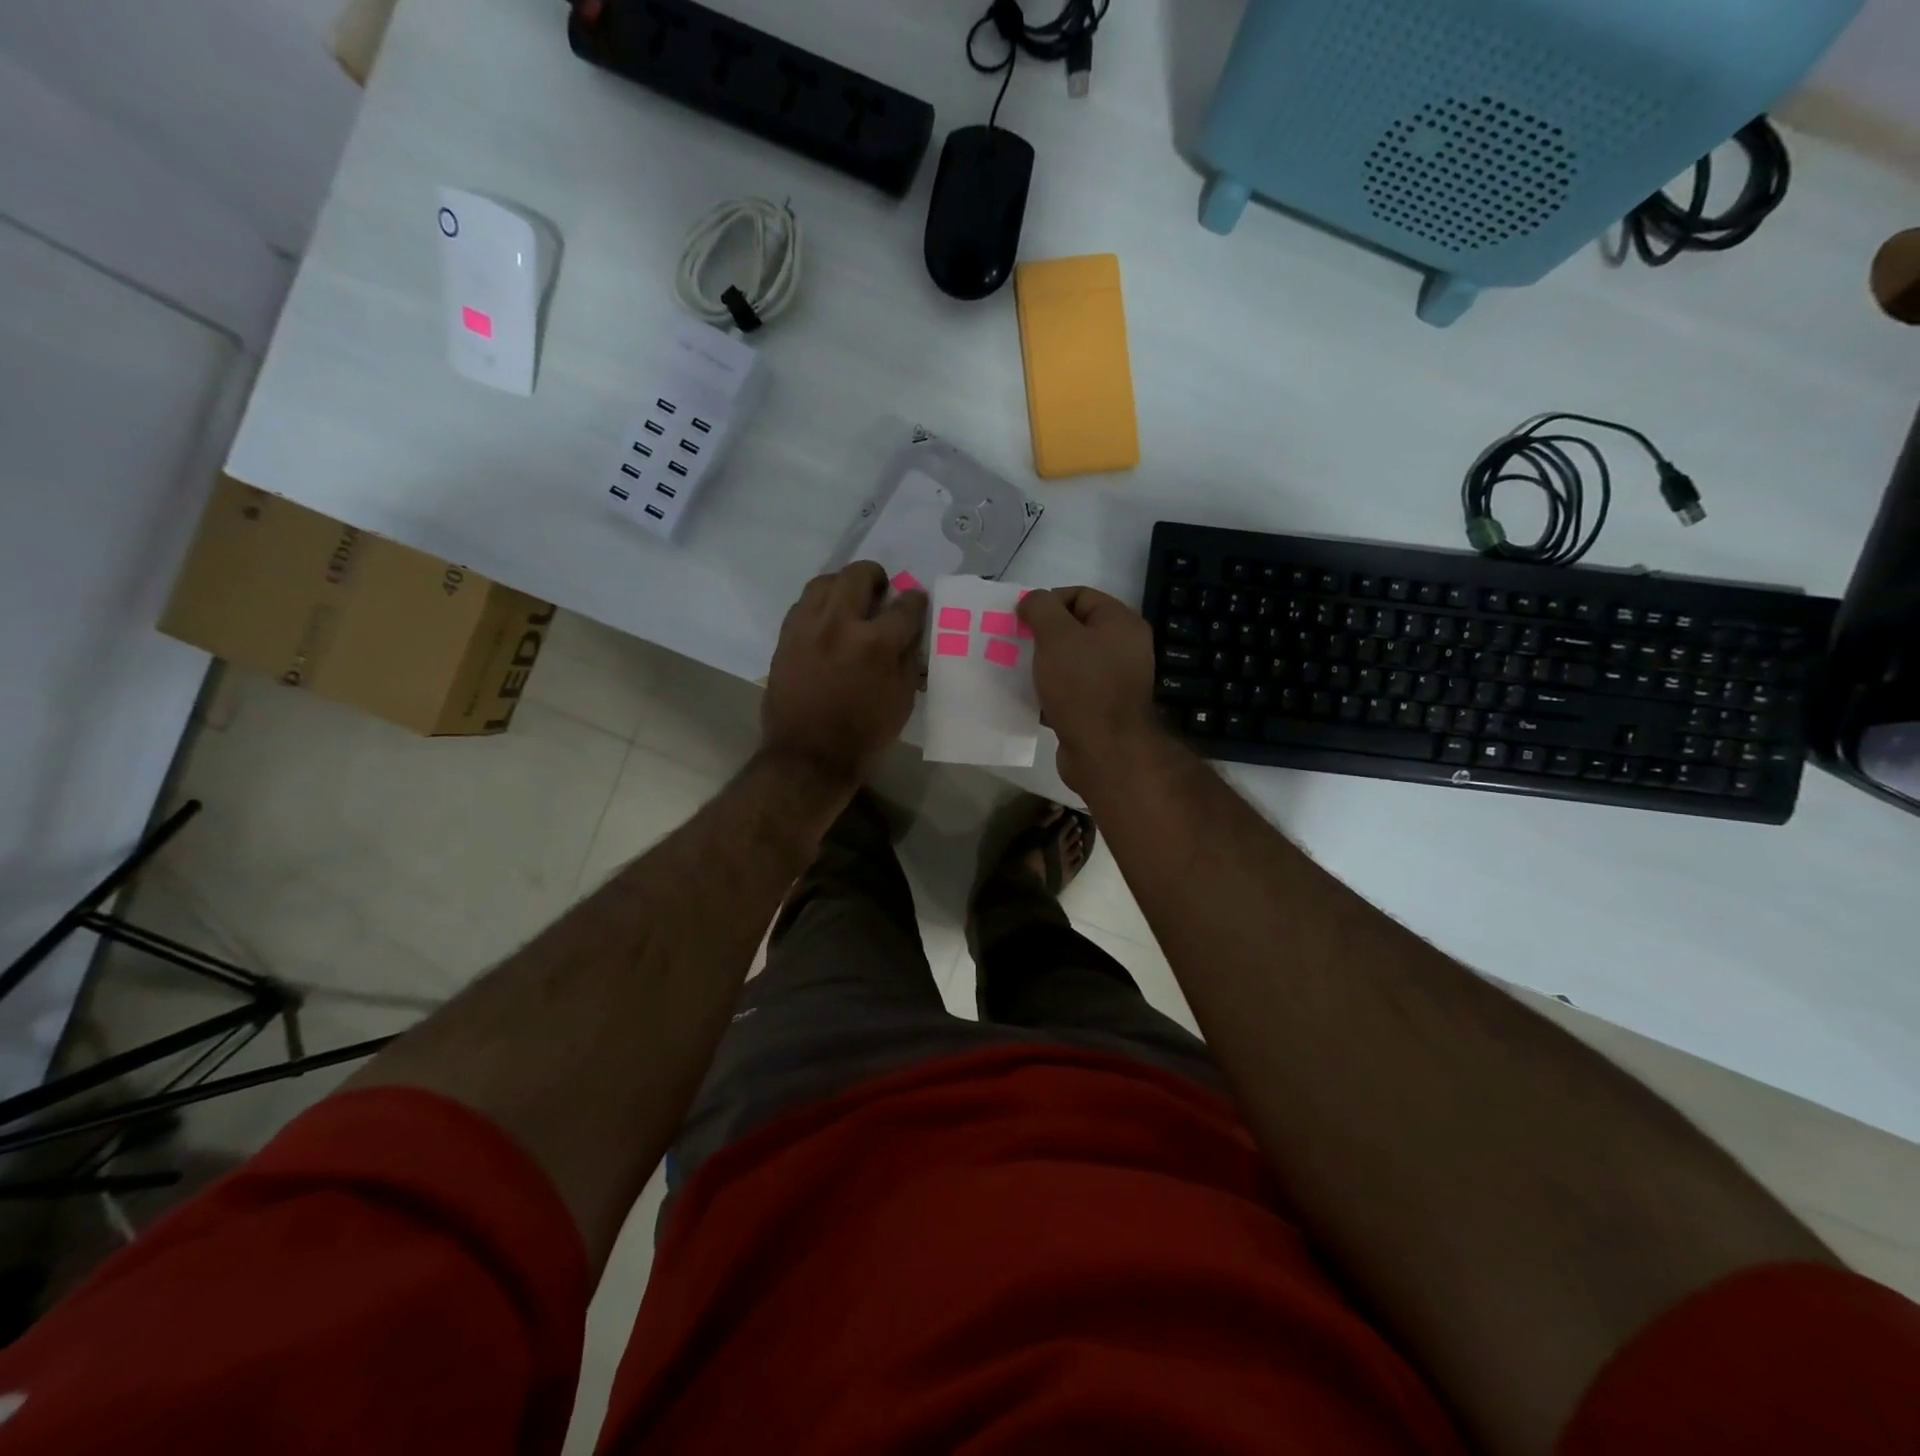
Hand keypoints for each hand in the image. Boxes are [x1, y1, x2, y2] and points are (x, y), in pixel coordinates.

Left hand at [763, 561, 926, 787]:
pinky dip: (820, 604)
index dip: (916, 601)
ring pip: (826, 581)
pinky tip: (827, 620)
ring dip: (844, 585)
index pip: (905, 605)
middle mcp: (840, 624)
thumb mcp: (902, 700)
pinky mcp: (786, 636)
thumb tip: (911, 631)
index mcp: (876, 643)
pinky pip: (804, 603)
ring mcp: (808, 626)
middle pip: (860, 575)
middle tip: (881, 592)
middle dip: (877, 577)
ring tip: (851, 601)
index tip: (916, 603)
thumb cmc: (864, 735)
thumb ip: (908, 658)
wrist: (808, 756)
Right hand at [1017, 586, 1162, 794]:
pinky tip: (1026, 698)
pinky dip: (1048, 692)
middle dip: (1041, 635)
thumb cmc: (1082, 685)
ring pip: (1069, 663)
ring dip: (1041, 665)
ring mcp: (1112, 682)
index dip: (1048, 601)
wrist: (1104, 751)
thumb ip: (1041, 608)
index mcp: (1120, 623)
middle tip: (1014, 644)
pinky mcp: (1099, 710)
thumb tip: (1032, 601)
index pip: (1080, 595)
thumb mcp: (1056, 636)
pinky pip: (1068, 692)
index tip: (1021, 620)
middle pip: (1074, 630)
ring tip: (1014, 670)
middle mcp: (1122, 649)